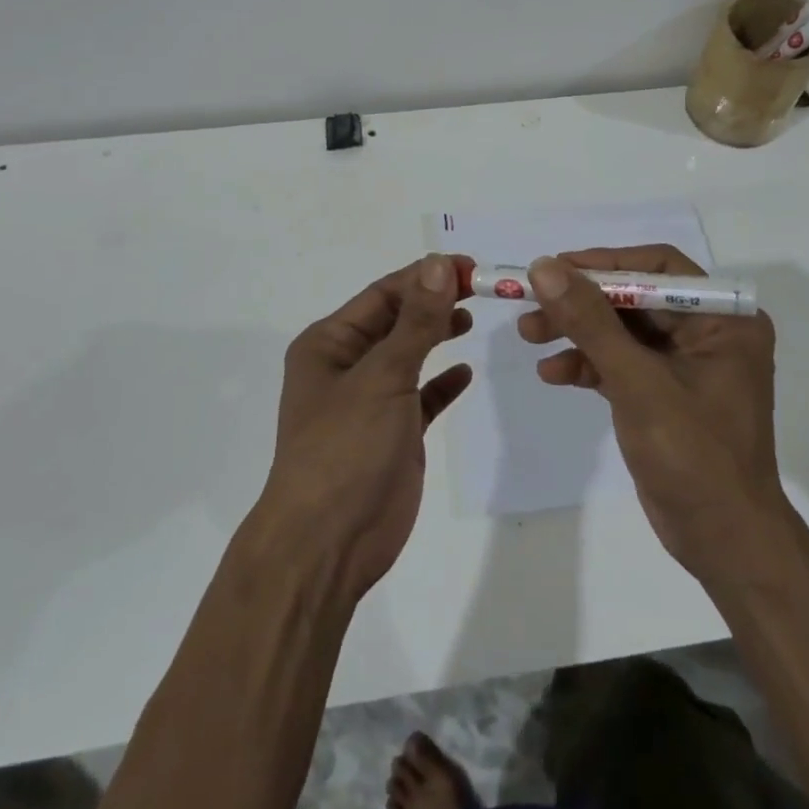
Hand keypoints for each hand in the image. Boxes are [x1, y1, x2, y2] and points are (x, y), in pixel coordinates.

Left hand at [258, 254, 472, 598]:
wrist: (327, 544)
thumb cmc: (345, 449)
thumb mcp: (382, 377)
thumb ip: (415, 322)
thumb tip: (437, 264)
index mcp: (330, 344)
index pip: (383, 294)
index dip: (424, 276)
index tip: (469, 266)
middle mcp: (346, 366)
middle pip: (397, 320)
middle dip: (434, 302)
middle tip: (481, 288)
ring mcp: (370, 401)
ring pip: (409, 355)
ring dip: (437, 334)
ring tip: (472, 319)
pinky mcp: (392, 433)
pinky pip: (421, 396)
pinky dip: (442, 383)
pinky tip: (465, 373)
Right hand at [518, 247, 785, 584]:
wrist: (724, 542)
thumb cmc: (694, 456)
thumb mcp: (637, 382)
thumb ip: (590, 322)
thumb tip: (545, 268)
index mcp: (723, 319)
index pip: (658, 267)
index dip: (604, 263)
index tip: (554, 268)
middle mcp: (708, 332)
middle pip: (634, 298)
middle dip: (581, 303)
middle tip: (530, 304)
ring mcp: (685, 364)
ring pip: (621, 330)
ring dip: (577, 332)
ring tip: (529, 336)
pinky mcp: (663, 392)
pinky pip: (621, 363)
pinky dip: (588, 365)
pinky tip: (552, 374)